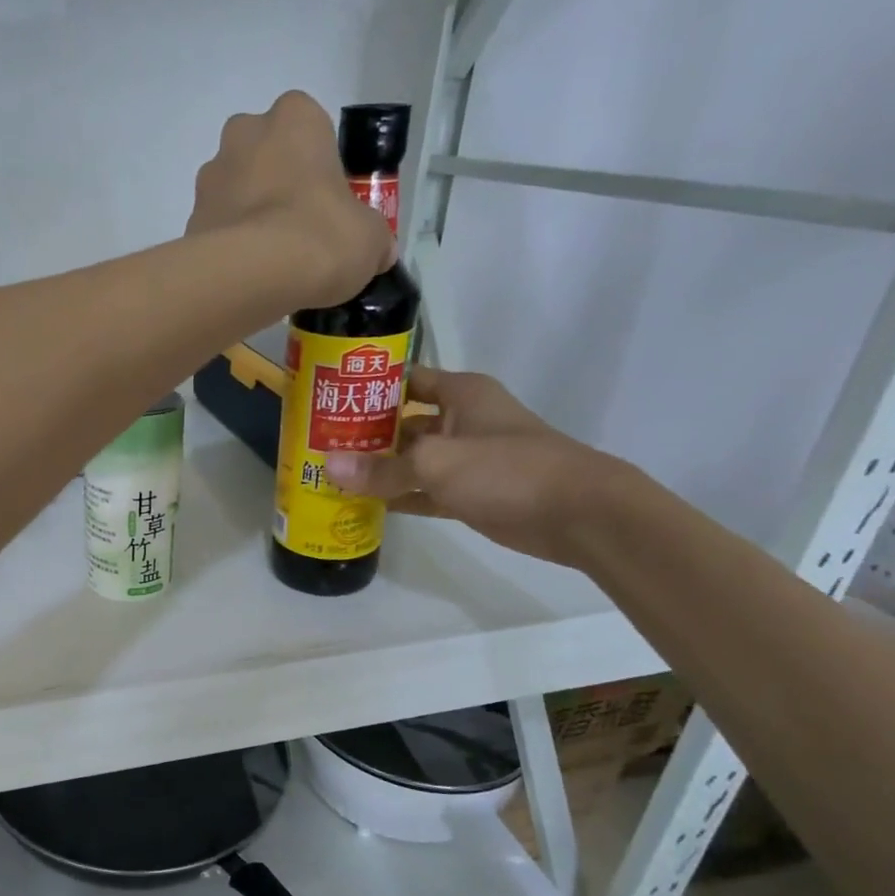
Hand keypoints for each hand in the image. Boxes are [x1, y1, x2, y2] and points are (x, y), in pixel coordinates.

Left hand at [188, 91, 393, 309]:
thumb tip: (379, 252)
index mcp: (294, 117)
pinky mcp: (189, 221)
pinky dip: (228, 249)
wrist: (252, 276)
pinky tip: (246, 278)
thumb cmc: (319, 236)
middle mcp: (244, 134)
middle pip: (265, 156)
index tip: (327, 203)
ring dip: (249, 218)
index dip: (320, 167)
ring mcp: (210, 178)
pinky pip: (216, 231)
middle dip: (277, 186)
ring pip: (235, 193)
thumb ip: (373, 238)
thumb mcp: (369, 239)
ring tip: (270, 264)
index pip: (310, 128)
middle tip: (298, 231)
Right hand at [324, 369, 635, 567]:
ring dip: (378, 469)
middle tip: (316, 445)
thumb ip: (382, 468)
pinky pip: (423, 492)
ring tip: (328, 476)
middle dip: (364, 434)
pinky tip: (363, 505)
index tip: (326, 399)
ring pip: (411, 461)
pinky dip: (399, 497)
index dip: (368, 387)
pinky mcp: (470, 494)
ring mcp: (466, 460)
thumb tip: (328, 467)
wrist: (578, 514)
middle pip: (402, 423)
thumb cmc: (508, 469)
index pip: (404, 380)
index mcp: (460, 394)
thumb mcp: (437, 463)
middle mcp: (461, 421)